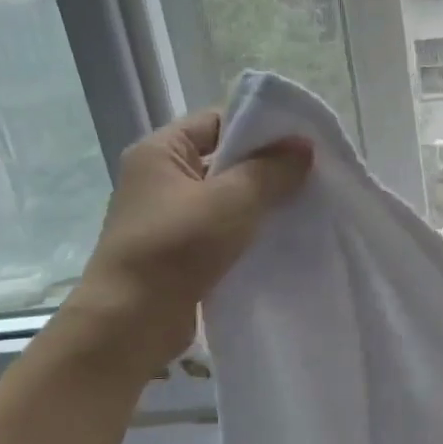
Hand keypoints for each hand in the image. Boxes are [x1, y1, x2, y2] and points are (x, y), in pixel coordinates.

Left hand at [69, 109, 311, 362]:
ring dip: (260, 203)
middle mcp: (159, 178)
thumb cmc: (177, 247)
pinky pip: (221, 230)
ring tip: (302, 206)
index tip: (302, 142)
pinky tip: (279, 238)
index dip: (260, 127)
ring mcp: (167, 217)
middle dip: (266, 167)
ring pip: (225, 197)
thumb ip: (272, 170)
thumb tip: (304, 146)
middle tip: (311, 175)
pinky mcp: (178, 251)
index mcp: (160, 151)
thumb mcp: (232, 200)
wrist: (131, 322)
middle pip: (223, 159)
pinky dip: (248, 231)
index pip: (217, 121)